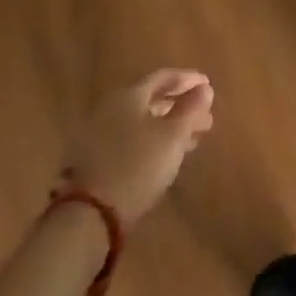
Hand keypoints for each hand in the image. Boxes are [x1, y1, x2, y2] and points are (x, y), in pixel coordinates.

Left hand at [70, 69, 214, 224]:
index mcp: (129, 95)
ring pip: (140, 124)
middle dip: (181, 108)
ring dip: (167, 128)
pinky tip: (162, 158)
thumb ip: (191, 109)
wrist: (86, 219)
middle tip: (204, 119)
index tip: (209, 86)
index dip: (189, 79)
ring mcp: (96, 136)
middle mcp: (110, 108)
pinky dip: (149, 143)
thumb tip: (204, 89)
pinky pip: (128, 142)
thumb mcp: (173, 136)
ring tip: (190, 141)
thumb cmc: (136, 166)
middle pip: (152, 101)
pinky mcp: (90, 163)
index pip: (164, 77)